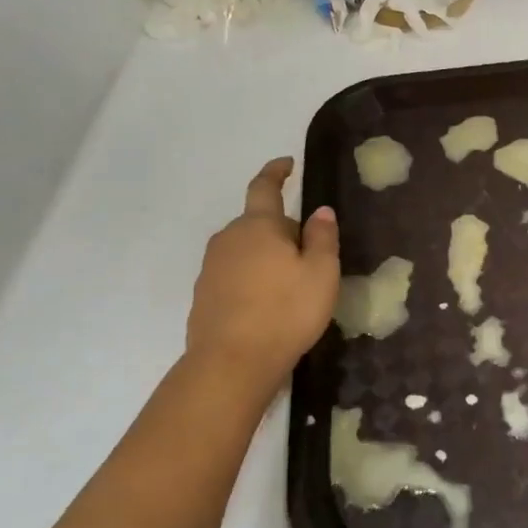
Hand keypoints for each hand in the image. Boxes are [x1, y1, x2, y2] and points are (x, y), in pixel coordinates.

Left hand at [186, 158, 339, 383]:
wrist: (232, 363)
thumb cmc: (286, 312)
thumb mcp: (321, 273)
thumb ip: (323, 238)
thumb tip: (320, 211)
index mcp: (258, 226)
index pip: (265, 187)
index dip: (276, 172)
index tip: (287, 163)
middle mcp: (228, 239)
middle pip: (259, 222)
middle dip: (283, 229)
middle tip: (311, 253)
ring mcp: (211, 268)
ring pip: (246, 249)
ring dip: (268, 256)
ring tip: (292, 283)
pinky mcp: (204, 295)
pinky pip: (235, 274)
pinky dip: (253, 279)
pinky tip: (270, 304)